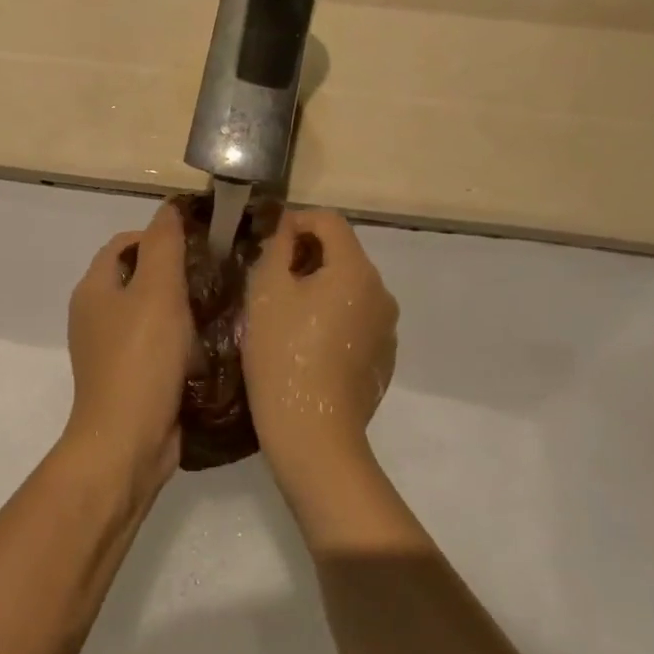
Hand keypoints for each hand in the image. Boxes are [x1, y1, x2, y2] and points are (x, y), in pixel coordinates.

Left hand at [61, 201, 192, 492]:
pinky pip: (157, 347)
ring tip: (220, 309)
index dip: (160, 236)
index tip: (202, 243)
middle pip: (139, 279)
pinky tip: (209, 348)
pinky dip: (180, 343)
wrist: (128, 440)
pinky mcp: (129, 379)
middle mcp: (95, 316)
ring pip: (150, 315)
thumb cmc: (141, 360)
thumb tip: (169, 207)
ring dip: (182, 310)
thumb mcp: (157, 292)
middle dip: (177, 274)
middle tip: (217, 276)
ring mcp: (110, 351)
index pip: (126, 244)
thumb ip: (164, 245)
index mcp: (94, 289)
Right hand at [244, 209, 398, 494]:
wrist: (312, 432)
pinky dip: (333, 322)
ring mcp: (387, 329)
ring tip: (285, 318)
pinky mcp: (383, 359)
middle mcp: (382, 293)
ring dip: (320, 291)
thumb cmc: (283, 354)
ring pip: (349, 291)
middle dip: (306, 258)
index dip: (295, 221)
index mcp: (356, 270)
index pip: (329, 221)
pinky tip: (307, 349)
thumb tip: (286, 227)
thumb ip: (276, 248)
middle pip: (342, 255)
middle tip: (268, 282)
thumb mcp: (266, 293)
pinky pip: (357, 323)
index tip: (266, 243)